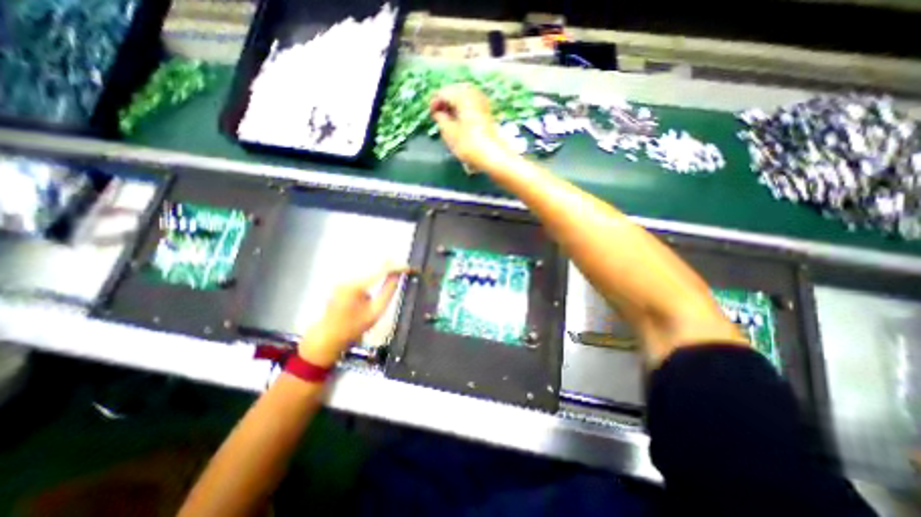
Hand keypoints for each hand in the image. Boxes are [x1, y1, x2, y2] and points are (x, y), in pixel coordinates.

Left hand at [299, 266, 410, 366]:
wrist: (328, 335)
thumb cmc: (353, 327)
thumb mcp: (376, 312)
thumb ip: (388, 291)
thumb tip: (398, 276)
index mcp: (355, 286)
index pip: (380, 271)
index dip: (396, 267)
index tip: (409, 268)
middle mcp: (347, 277)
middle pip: (373, 264)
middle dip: (390, 264)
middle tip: (405, 268)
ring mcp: (343, 278)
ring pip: (368, 266)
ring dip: (383, 266)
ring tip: (397, 269)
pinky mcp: (343, 280)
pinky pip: (362, 271)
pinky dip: (374, 271)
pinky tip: (383, 273)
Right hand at [429, 83, 514, 171]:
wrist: (493, 156)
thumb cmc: (469, 145)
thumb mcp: (449, 133)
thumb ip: (441, 119)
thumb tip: (438, 112)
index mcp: (463, 96)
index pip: (444, 92)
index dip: (435, 102)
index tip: (431, 114)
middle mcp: (474, 94)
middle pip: (455, 91)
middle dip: (445, 102)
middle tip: (439, 115)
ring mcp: (483, 102)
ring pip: (464, 97)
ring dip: (455, 105)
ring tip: (449, 120)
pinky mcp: (488, 113)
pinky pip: (472, 104)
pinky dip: (464, 109)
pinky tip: (461, 122)